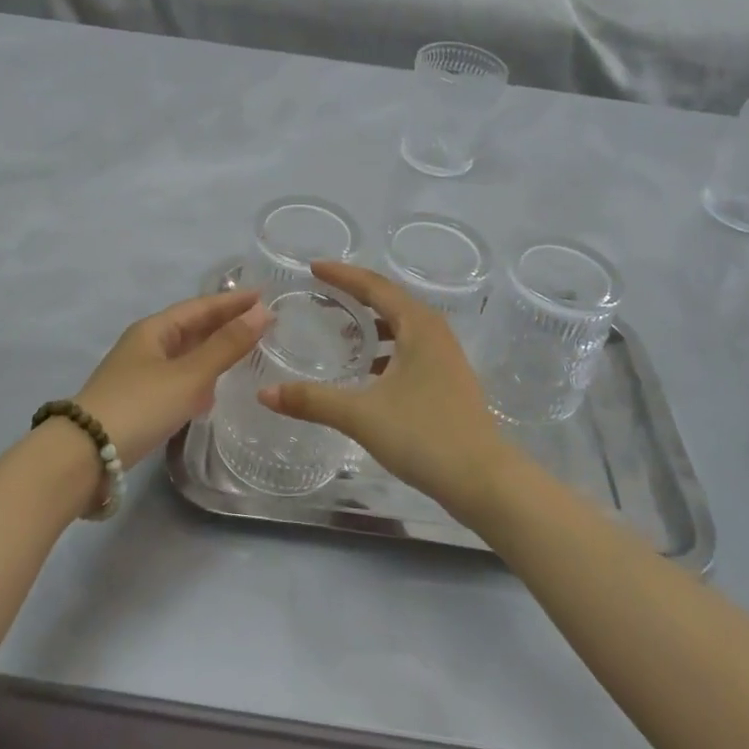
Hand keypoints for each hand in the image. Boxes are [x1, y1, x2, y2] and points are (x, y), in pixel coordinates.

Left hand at [73, 288, 268, 467]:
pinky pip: (177, 379)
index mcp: (154, 330)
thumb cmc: (140, 406)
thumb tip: (261, 312)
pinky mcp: (139, 402)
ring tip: (245, 351)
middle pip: (191, 328)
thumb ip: (226, 346)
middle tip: (262, 323)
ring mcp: (139, 374)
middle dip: (224, 324)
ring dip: (213, 350)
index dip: (232, 302)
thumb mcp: (189, 375)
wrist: (85, 456)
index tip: (264, 297)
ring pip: (184, 354)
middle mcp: (145, 346)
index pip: (200, 307)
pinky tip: (213, 391)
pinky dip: (199, 378)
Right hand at [259, 261, 513, 517]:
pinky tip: (367, 372)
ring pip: (402, 327)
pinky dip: (385, 350)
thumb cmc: (424, 435)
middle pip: (390, 301)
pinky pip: (410, 349)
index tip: (313, 267)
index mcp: (418, 326)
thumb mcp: (361, 415)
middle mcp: (435, 332)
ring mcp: (445, 357)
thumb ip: (312, 401)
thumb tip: (264, 393)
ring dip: (372, 325)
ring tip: (340, 333)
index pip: (374, 286)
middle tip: (322, 294)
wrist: (484, 480)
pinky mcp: (448, 381)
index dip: (342, 274)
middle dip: (355, 295)